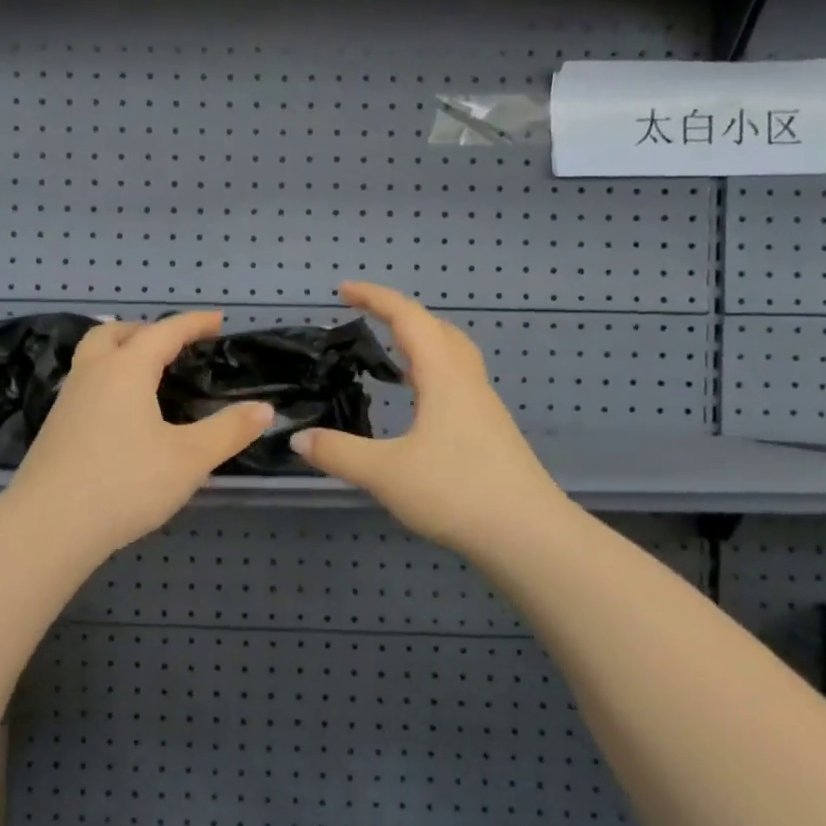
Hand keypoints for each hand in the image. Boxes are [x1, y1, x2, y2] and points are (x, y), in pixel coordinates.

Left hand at [2, 313, 273, 563]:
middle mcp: (91, 375)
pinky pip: (84, 386)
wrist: (48, 527)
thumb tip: (264, 409)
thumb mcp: (189, 459)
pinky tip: (120, 415)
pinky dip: (106, 381)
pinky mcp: (54, 430)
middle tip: (172, 344)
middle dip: (146, 330)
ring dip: (119, 353)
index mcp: (125, 370)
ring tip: (146, 374)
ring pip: (92, 358)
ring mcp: (66, 402)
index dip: (194, 323)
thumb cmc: (125, 484)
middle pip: (114, 334)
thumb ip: (228, 431)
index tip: (218, 320)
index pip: (164, 332)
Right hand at [293, 283, 566, 558]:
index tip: (344, 290)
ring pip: (453, 357)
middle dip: (402, 315)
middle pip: (438, 330)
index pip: (409, 319)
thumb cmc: (456, 492)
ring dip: (421, 344)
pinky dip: (432, 374)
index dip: (376, 298)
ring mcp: (484, 408)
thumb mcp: (384, 473)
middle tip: (369, 318)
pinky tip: (419, 404)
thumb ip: (338, 453)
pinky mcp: (490, 433)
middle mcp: (467, 383)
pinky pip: (457, 384)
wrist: (528, 535)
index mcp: (443, 377)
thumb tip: (298, 438)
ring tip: (391, 355)